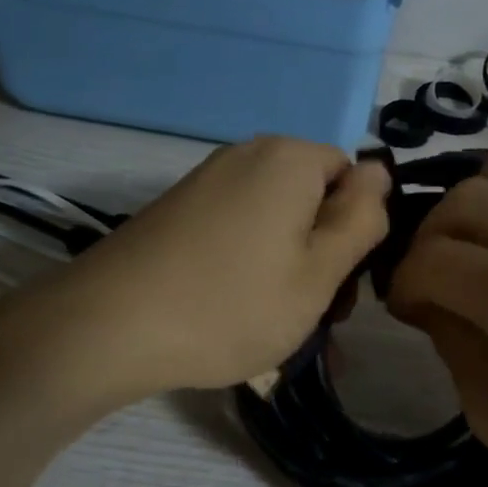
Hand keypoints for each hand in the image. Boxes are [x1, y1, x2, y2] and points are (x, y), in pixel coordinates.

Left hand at [35, 137, 390, 403]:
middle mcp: (246, 156)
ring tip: (279, 330)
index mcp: (288, 159)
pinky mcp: (177, 212)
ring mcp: (205, 182)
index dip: (358, 232)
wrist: (107, 327)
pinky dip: (250, 270)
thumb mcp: (319, 272)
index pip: (353, 177)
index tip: (343, 287)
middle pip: (312, 200)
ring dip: (289, 271)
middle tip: (316, 318)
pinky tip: (238, 316)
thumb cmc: (231, 303)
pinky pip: (237, 234)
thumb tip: (380, 171)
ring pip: (275, 224)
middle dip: (324, 256)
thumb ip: (361, 218)